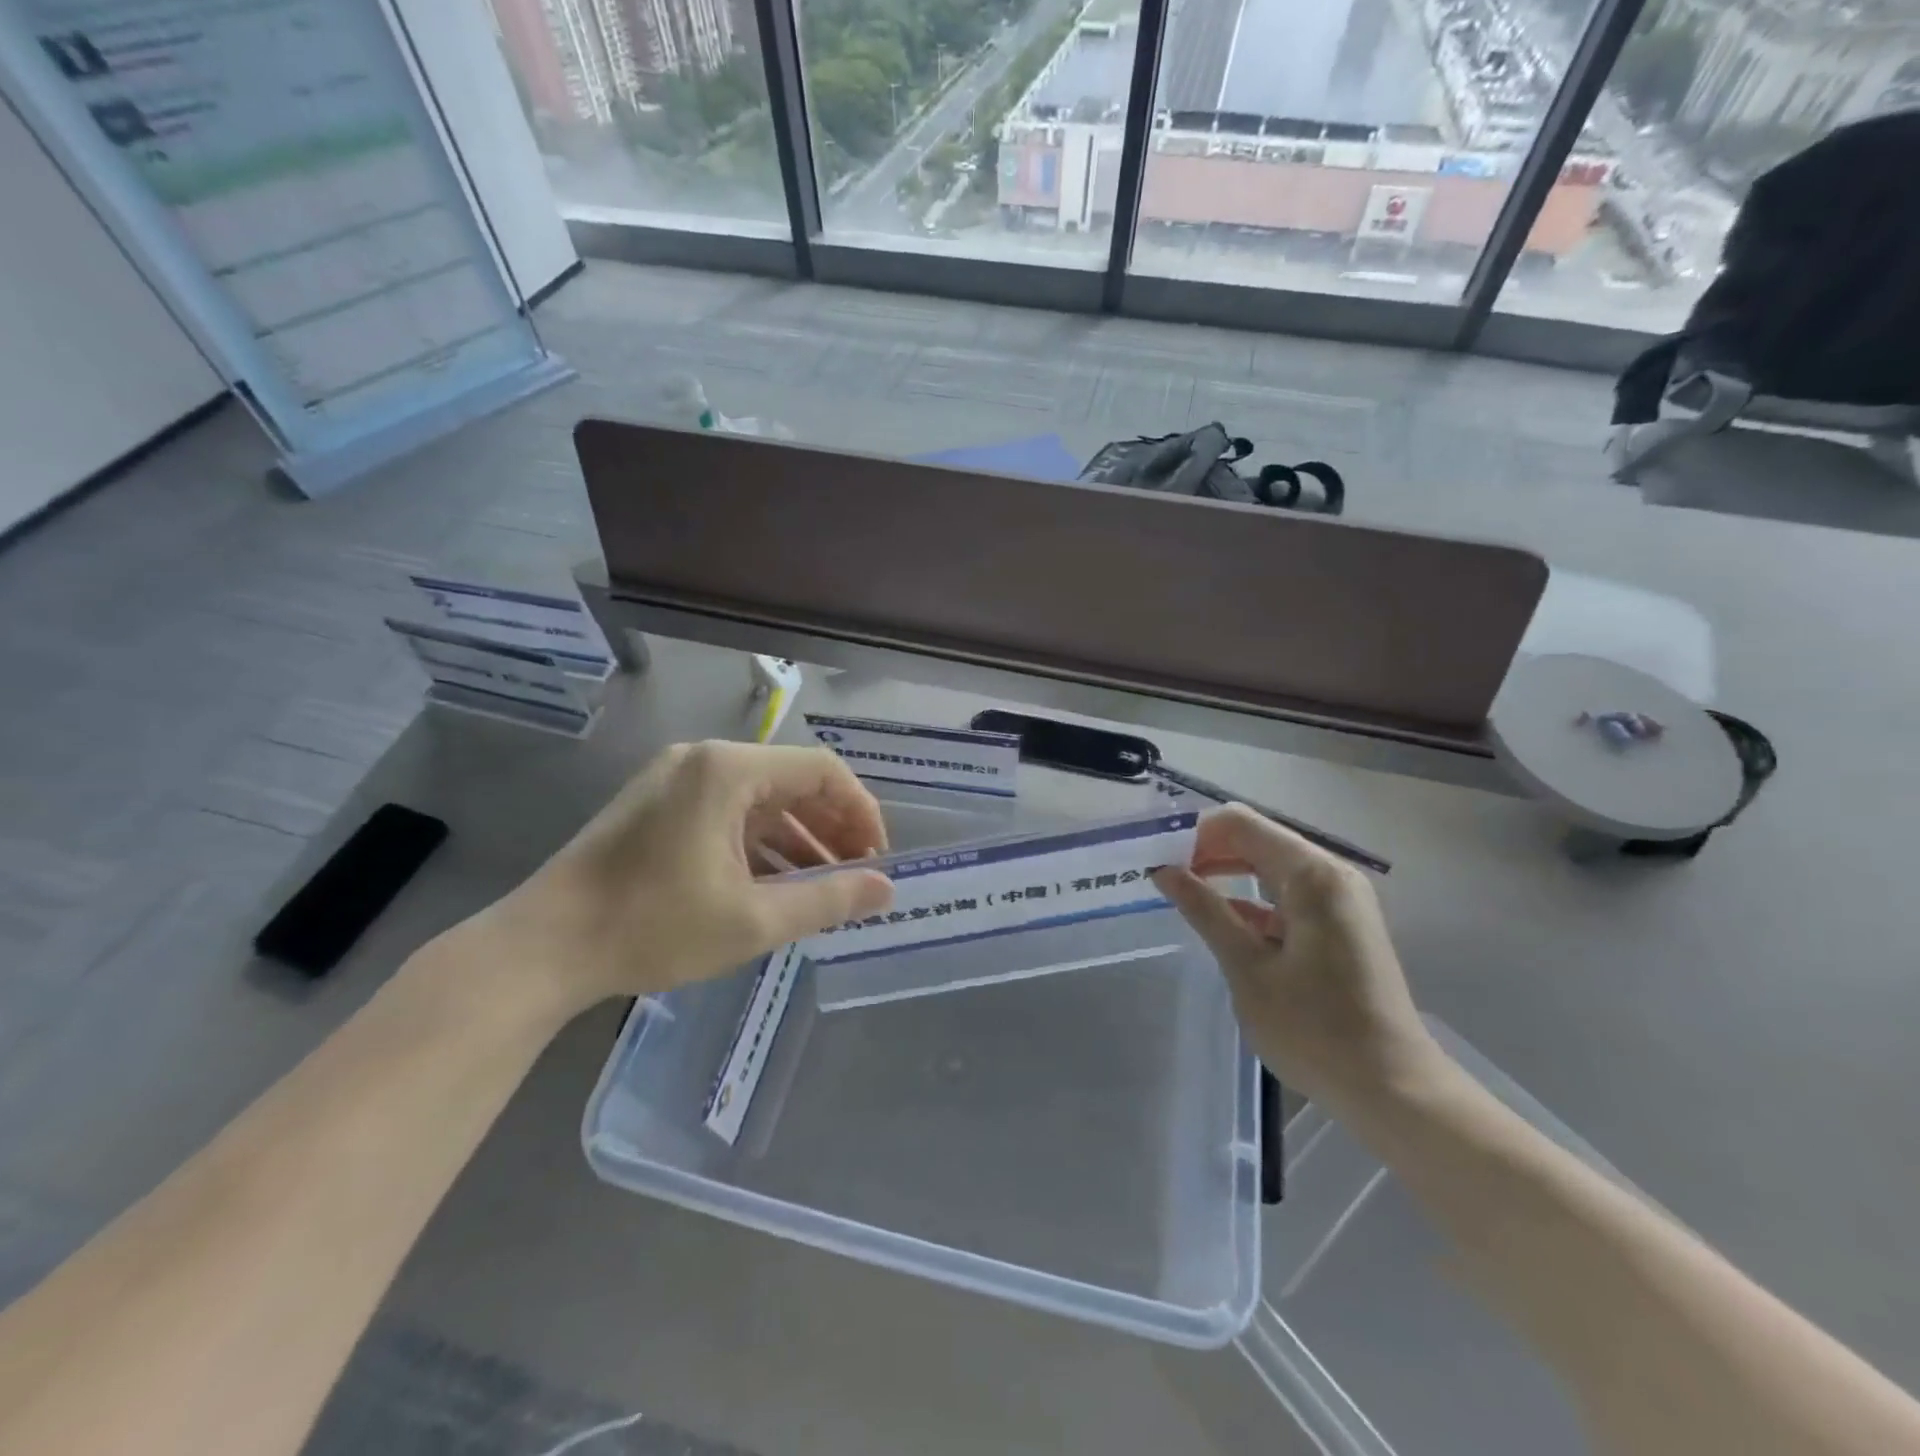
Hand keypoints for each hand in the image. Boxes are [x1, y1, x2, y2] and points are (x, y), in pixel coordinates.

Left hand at [461, 741, 893, 1020]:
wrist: (541, 948)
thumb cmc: (651, 926)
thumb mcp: (753, 920)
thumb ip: (828, 900)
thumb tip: (886, 889)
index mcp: (729, 770)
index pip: (822, 771)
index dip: (861, 812)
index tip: (877, 860)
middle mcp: (704, 760)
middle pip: (792, 782)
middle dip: (832, 828)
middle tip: (856, 876)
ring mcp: (676, 780)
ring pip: (760, 800)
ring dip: (798, 840)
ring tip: (824, 888)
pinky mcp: (658, 805)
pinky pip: (728, 813)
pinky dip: (760, 844)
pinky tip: (775, 884)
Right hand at [1152, 804, 1440, 1110]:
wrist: (1392, 1090)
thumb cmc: (1315, 1030)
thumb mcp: (1248, 969)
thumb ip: (1205, 911)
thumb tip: (1164, 870)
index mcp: (1312, 875)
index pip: (1240, 824)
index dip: (1194, 833)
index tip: (1155, 855)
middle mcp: (1330, 874)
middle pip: (1256, 838)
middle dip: (1206, 850)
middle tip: (1161, 872)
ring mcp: (1339, 899)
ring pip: (1269, 865)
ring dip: (1225, 872)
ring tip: (1180, 890)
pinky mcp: (1339, 924)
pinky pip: (1285, 893)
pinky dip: (1250, 898)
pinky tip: (1219, 918)